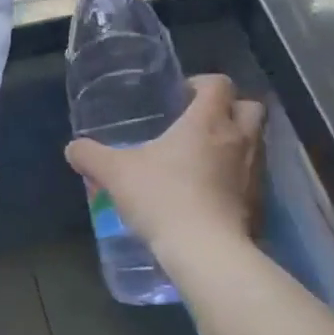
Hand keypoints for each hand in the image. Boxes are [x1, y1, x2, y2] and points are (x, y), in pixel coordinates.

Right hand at [65, 75, 263, 255]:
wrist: (206, 251)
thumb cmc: (163, 198)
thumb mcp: (116, 174)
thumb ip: (92, 157)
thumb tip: (73, 148)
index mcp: (208, 120)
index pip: (219, 84)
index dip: (203, 83)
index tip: (182, 95)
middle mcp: (239, 139)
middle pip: (251, 107)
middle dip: (232, 108)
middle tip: (201, 122)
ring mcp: (255, 172)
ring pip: (256, 142)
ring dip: (236, 143)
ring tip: (205, 159)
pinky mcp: (259, 203)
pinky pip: (253, 178)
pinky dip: (238, 178)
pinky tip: (212, 193)